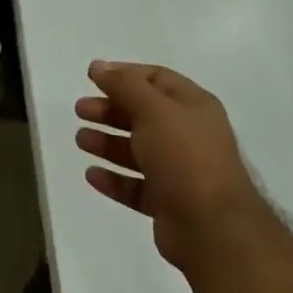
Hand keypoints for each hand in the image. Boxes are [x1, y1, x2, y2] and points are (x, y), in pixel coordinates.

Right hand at [74, 61, 273, 272]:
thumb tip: (98, 66)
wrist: (212, 226)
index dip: (124, 75)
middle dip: (111, 110)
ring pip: (138, 151)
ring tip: (80, 140)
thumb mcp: (153, 110)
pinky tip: (92, 175)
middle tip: (80, 110)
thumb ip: (124, 86)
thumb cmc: (184, 156)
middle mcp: (189, 135)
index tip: (91, 77)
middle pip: (144, 115)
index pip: (156, 79)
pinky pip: (136, 186)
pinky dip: (114, 179)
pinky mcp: (168, 202)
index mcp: (193, 106)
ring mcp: (180, 171)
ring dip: (108, 143)